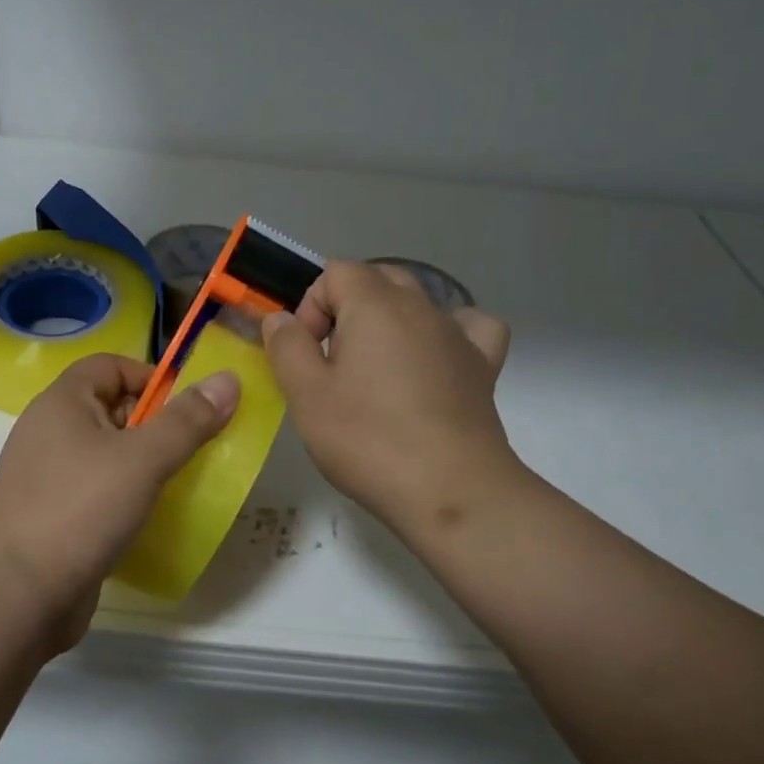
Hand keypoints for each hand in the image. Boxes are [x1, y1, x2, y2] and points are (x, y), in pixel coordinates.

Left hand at [0, 354, 239, 645]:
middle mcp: (49, 432)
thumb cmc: (79, 510)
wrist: (15, 597)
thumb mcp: (142, 459)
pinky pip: (96, 491)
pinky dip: (124, 496)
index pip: (110, 366)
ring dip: (142, 464)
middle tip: (190, 450)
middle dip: (153, 424)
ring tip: (177, 485)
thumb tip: (228, 378)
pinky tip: (147, 518)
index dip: (150, 377)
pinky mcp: (52, 516)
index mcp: (62, 403)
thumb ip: (187, 420)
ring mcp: (47, 477)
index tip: (186, 410)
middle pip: (110, 408)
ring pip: (106, 454)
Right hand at [262, 260, 514, 542]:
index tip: (307, 353)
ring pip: (419, 300)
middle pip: (377, 278)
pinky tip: (435, 358)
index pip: (336, 272)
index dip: (312, 306)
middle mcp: (420, 307)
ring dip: (390, 320)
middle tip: (332, 362)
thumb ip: (287, 346)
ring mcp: (457, 334)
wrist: (451, 490)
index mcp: (375, 305)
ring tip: (376, 366)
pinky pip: (468, 327)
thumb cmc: (368, 439)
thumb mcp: (306, 395)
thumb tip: (280, 318)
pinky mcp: (482, 366)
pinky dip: (448, 332)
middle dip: (346, 308)